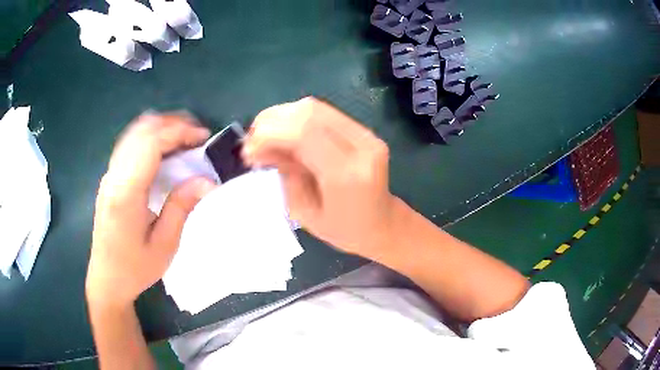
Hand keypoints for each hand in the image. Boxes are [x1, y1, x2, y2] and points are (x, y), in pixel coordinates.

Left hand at [87, 113, 216, 307]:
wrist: (107, 279)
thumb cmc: (135, 268)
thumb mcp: (164, 244)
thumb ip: (181, 207)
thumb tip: (207, 180)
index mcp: (126, 193)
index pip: (150, 144)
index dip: (178, 132)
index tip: (202, 137)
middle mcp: (113, 177)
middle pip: (141, 131)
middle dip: (172, 124)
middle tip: (197, 135)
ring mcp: (109, 176)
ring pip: (134, 134)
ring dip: (160, 128)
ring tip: (184, 138)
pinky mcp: (109, 179)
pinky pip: (129, 145)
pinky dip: (149, 138)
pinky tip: (163, 150)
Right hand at [243, 97, 401, 260]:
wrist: (384, 224)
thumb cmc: (344, 230)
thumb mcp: (304, 212)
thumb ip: (285, 173)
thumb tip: (261, 146)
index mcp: (347, 174)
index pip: (303, 133)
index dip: (268, 134)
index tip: (248, 150)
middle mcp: (361, 146)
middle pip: (309, 112)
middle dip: (272, 120)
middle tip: (252, 140)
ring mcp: (367, 135)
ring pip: (316, 107)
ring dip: (283, 116)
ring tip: (264, 136)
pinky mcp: (365, 131)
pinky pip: (325, 113)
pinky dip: (298, 118)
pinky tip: (284, 133)